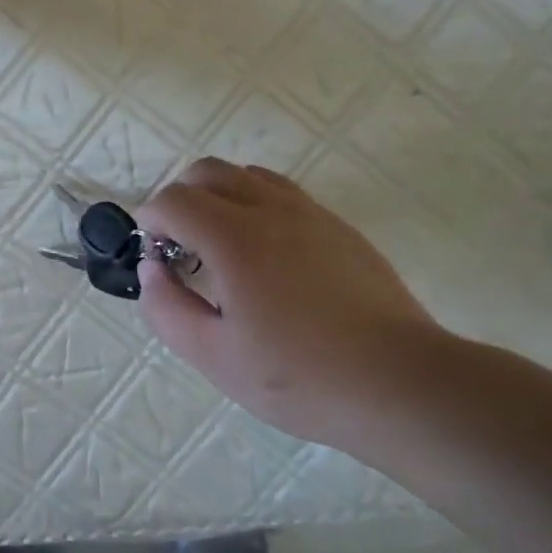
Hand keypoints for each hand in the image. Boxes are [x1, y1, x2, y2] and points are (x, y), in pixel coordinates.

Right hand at [136, 159, 451, 451]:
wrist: (400, 381)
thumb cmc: (300, 376)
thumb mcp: (214, 357)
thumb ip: (167, 309)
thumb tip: (151, 270)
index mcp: (235, 238)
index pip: (174, 200)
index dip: (151, 221)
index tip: (154, 256)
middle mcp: (272, 210)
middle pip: (209, 171)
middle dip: (181, 198)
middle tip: (180, 246)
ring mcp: (312, 214)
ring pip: (249, 176)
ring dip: (220, 197)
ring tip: (222, 248)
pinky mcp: (340, 228)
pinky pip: (284, 194)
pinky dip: (256, 206)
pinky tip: (266, 258)